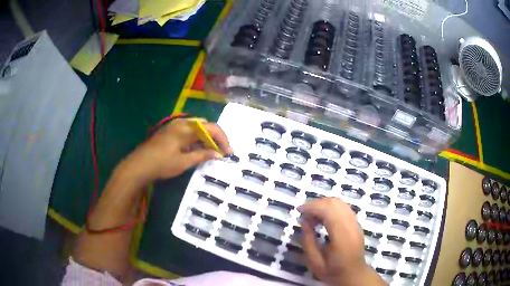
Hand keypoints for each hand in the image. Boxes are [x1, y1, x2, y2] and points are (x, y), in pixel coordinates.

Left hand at [121, 118, 232, 182]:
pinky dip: (196, 140)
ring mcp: (175, 127)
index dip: (222, 139)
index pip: (211, 128)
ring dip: (206, 139)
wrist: (139, 165)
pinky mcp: (170, 133)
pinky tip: (198, 151)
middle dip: (215, 138)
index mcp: (186, 127)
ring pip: (197, 129)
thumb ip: (202, 155)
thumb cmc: (162, 163)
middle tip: (221, 152)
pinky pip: (188, 133)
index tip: (229, 152)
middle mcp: (182, 123)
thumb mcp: (184, 162)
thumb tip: (218, 154)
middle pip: (205, 126)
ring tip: (212, 153)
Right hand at [298, 197, 385, 285]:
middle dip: (316, 203)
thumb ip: (308, 241)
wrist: (354, 274)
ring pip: (340, 202)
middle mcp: (351, 225)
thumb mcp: (315, 262)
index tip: (299, 210)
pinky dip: (331, 207)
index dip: (312, 207)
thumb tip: (304, 221)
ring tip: (312, 215)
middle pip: (334, 203)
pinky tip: (323, 217)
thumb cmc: (333, 271)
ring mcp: (356, 222)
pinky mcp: (356, 222)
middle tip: (304, 213)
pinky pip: (343, 207)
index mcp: (341, 236)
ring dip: (324, 204)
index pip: (328, 211)